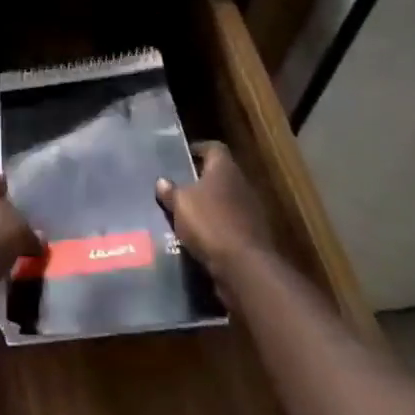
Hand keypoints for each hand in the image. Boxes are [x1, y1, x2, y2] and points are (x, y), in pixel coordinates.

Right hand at [155, 141, 273, 280]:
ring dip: (208, 205)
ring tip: (184, 212)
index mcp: (224, 169)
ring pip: (224, 200)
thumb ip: (170, 190)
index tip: (182, 155)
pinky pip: (229, 223)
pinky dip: (215, 226)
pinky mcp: (252, 234)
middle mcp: (241, 184)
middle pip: (219, 174)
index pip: (214, 148)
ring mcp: (250, 210)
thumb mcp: (180, 204)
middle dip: (200, 179)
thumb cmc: (209, 223)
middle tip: (178, 185)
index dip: (198, 149)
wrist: (244, 266)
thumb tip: (162, 181)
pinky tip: (199, 235)